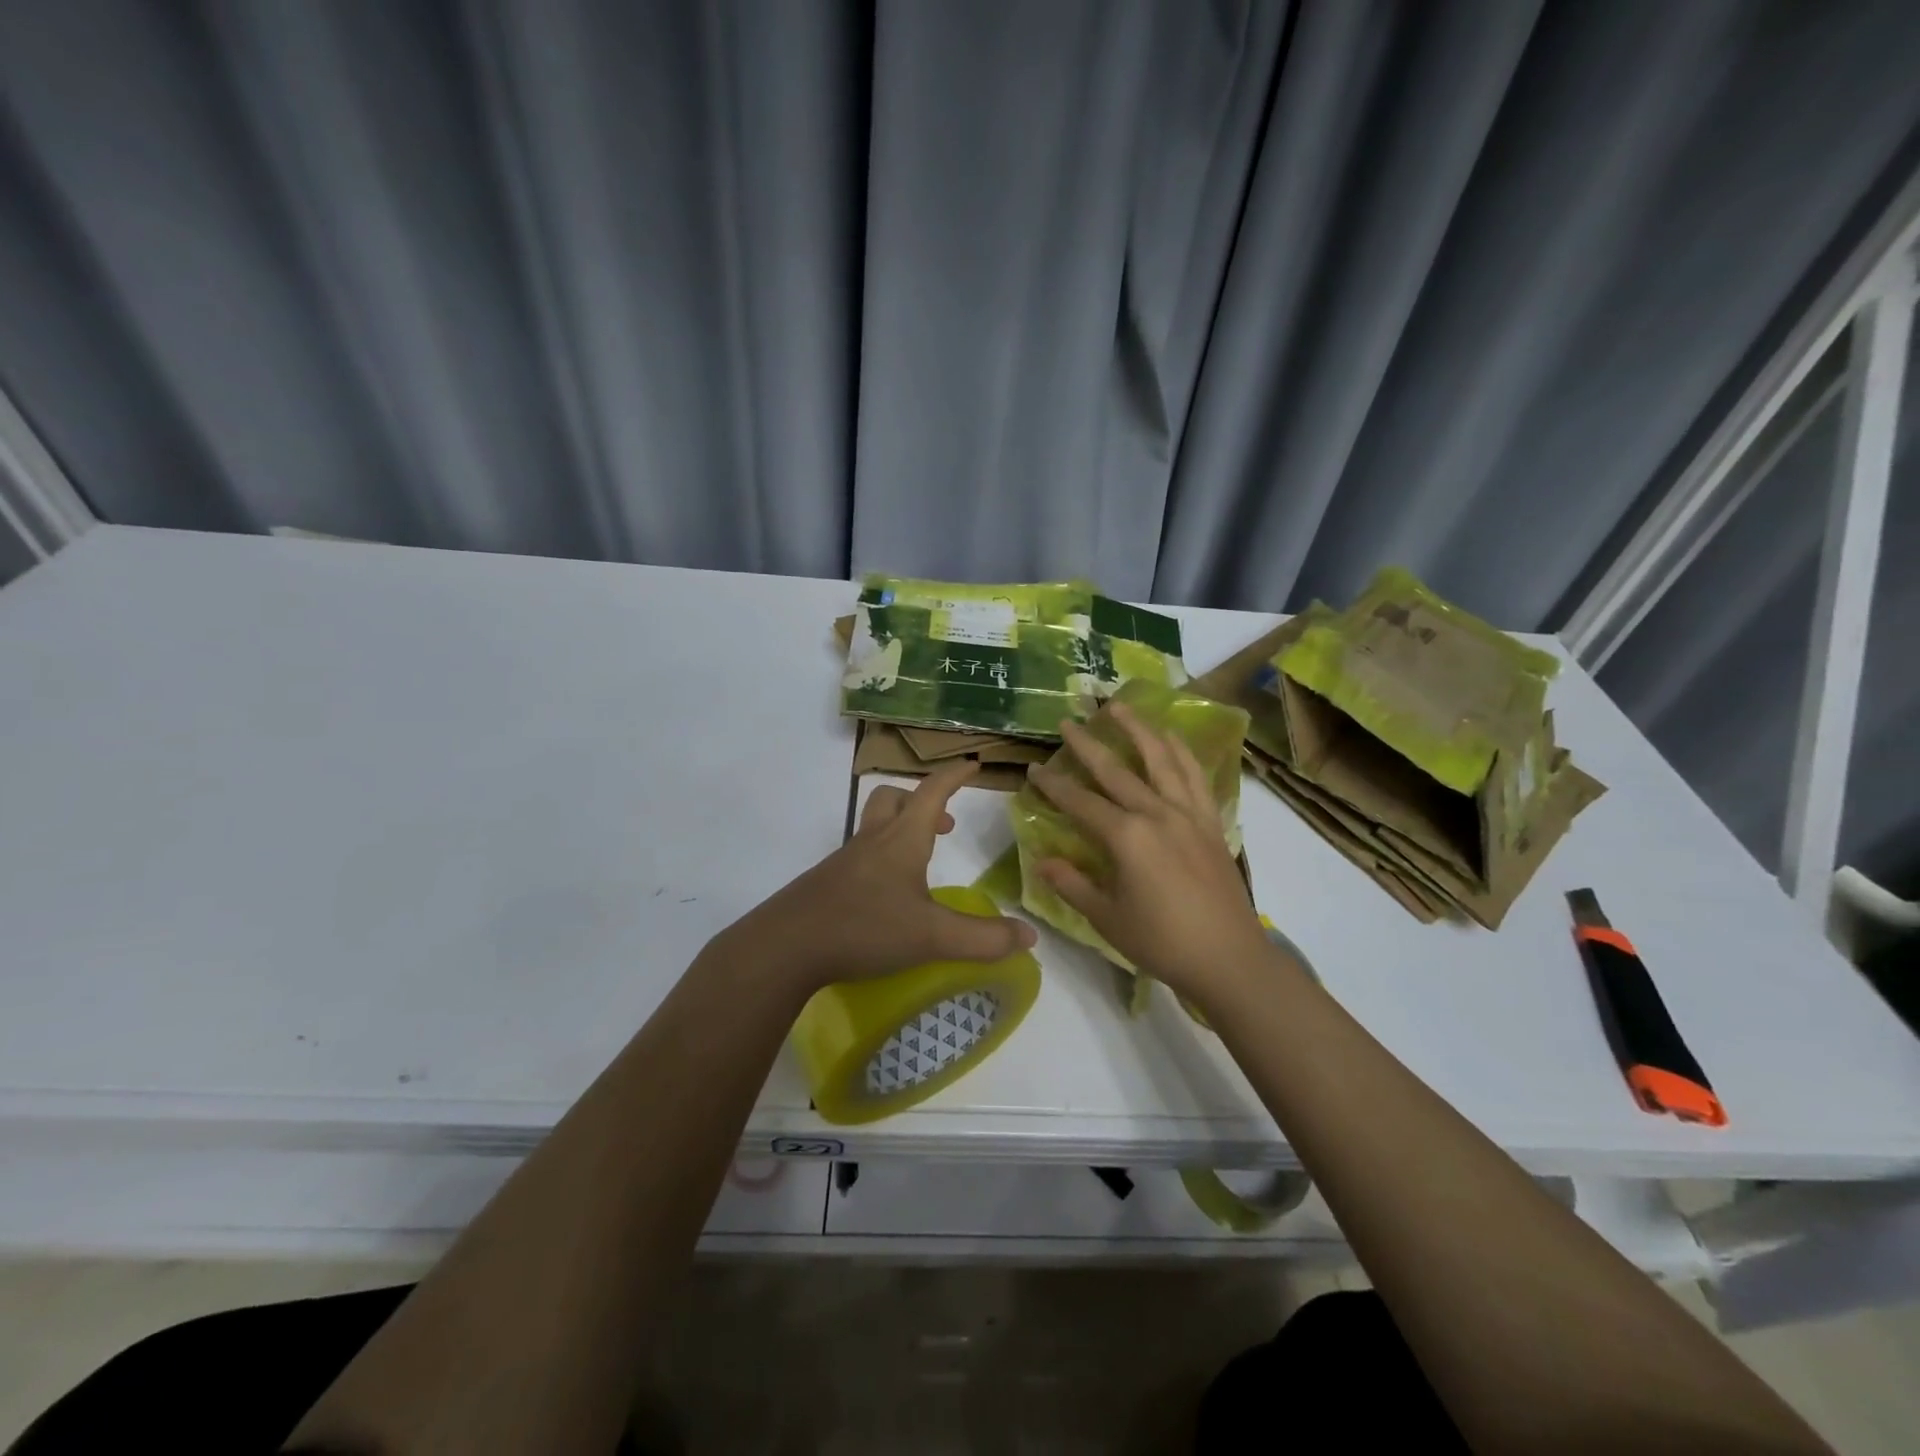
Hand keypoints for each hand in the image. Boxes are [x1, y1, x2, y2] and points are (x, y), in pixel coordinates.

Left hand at [725, 761, 1036, 992]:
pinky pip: (858, 858)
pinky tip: (886, 900)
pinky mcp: (826, 885)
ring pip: (873, 828)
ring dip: (899, 831)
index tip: (972, 764)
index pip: (932, 792)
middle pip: (892, 799)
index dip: (954, 776)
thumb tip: (1029, 937)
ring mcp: (844, 862)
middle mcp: (872, 842)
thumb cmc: (864, 928)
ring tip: (920, 866)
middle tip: (943, 827)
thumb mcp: (932, 937)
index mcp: (901, 840)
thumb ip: (982, 938)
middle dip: (921, 802)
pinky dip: (879, 862)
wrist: (785, 947)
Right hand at [1026, 704, 1271, 1000]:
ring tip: (1121, 706)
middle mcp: (1156, 814)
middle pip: (1116, 770)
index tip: (1034, 768)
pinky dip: (1181, 752)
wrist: (1228, 958)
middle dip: (1088, 744)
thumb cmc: (1161, 942)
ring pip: (1161, 759)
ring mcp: (1188, 813)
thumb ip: (1072, 884)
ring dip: (1138, 729)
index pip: (1080, 802)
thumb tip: (1042, 860)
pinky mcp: (1210, 822)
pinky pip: (1195, 777)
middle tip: (1069, 720)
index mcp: (1126, 837)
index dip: (1053, 785)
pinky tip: (1171, 738)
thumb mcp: (1107, 918)